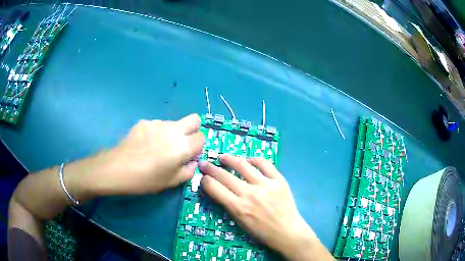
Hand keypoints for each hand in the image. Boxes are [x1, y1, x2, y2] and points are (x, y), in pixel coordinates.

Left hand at [93, 114, 204, 194]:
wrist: (118, 168)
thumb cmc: (146, 179)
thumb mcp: (171, 182)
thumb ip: (188, 171)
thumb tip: (193, 162)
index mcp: (183, 146)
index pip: (202, 137)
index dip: (198, 146)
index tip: (189, 155)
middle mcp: (173, 130)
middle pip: (194, 119)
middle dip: (193, 130)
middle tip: (182, 144)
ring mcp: (158, 123)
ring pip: (174, 123)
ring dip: (173, 133)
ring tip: (157, 148)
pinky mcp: (144, 122)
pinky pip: (157, 125)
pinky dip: (157, 133)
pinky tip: (145, 145)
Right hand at [199, 155, 333, 260]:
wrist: (287, 232)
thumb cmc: (262, 232)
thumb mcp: (240, 223)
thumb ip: (228, 205)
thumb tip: (218, 189)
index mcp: (238, 208)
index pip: (214, 188)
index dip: (205, 180)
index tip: (203, 177)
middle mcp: (250, 194)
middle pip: (224, 175)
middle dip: (210, 168)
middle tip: (204, 163)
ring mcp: (266, 185)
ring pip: (242, 165)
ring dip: (229, 159)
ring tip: (222, 156)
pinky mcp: (279, 180)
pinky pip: (264, 164)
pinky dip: (254, 159)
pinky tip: (248, 160)